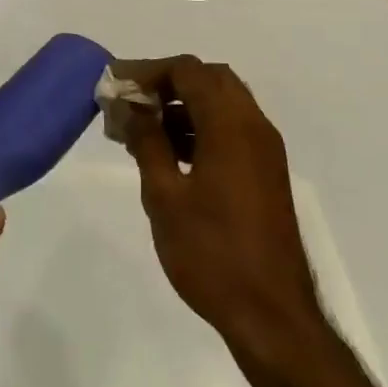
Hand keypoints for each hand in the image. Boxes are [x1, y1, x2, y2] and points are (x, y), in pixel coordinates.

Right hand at [116, 57, 318, 354]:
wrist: (272, 315)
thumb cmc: (212, 254)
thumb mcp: (165, 197)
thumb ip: (148, 142)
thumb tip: (132, 107)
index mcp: (230, 125)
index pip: (188, 71)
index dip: (148, 71)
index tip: (115, 83)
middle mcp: (253, 125)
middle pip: (209, 79)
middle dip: (167, 82)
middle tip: (131, 101)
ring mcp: (264, 149)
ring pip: (222, 102)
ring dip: (184, 104)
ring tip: (142, 128)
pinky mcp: (266, 171)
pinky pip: (232, 128)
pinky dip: (201, 125)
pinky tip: (171, 152)